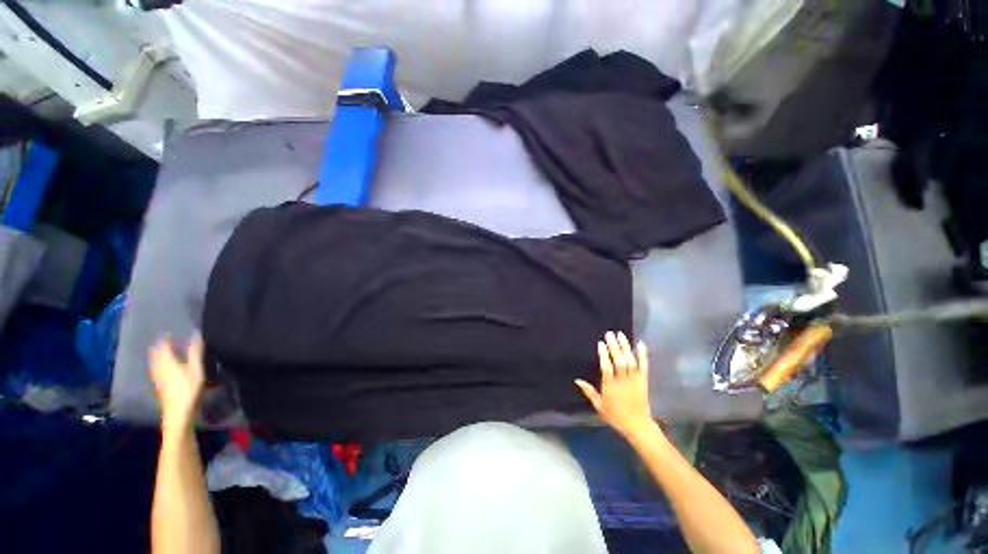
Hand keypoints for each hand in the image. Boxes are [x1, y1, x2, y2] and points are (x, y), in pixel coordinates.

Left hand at [150, 336, 205, 434]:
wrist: (178, 414)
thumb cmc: (189, 389)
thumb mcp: (196, 369)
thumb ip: (195, 353)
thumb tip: (195, 334)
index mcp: (168, 362)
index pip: (163, 347)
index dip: (164, 339)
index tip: (167, 332)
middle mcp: (160, 369)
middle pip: (156, 356)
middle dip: (158, 348)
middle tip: (161, 341)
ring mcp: (158, 379)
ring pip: (155, 364)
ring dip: (157, 357)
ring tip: (160, 353)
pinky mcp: (160, 388)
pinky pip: (157, 372)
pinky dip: (158, 367)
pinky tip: (161, 370)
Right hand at [575, 331, 656, 439]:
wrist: (638, 426)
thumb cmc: (616, 416)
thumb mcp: (599, 406)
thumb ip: (589, 391)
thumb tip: (577, 379)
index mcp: (610, 387)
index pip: (607, 368)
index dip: (604, 355)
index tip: (601, 343)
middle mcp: (623, 382)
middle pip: (619, 362)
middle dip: (614, 347)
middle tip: (610, 334)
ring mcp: (635, 380)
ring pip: (631, 361)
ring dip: (626, 347)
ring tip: (621, 335)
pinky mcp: (644, 381)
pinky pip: (644, 366)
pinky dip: (643, 355)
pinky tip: (640, 343)